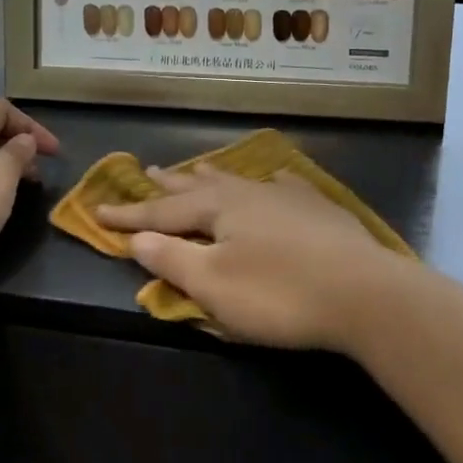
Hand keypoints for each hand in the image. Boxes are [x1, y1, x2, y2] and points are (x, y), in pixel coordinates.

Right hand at [97, 166, 408, 349]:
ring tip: (196, 168)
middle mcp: (250, 194)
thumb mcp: (214, 285)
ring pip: (240, 181)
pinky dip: (270, 183)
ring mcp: (289, 198)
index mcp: (219, 209)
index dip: (130, 215)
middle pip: (200, 187)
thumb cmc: (280, 294)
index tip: (98, 210)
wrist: (365, 293)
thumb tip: (136, 239)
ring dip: (213, 176)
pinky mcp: (321, 211)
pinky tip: (275, 178)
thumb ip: (172, 260)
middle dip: (170, 185)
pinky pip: (286, 187)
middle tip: (147, 170)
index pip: (162, 212)